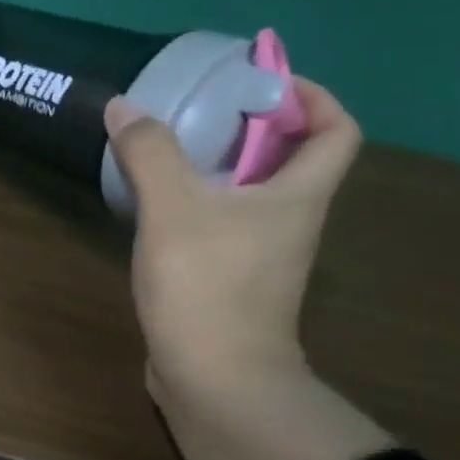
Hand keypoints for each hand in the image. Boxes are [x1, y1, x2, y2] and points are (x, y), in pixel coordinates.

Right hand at [104, 79, 361, 400]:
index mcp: (298, 195)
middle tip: (201, 112)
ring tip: (171, 152)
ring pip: (253, 195)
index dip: (312, 98)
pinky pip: (224, 225)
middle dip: (253, 129)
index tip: (264, 83)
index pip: (336, 131)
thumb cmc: (207, 284)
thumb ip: (149, 153)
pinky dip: (200, 205)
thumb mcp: (173, 209)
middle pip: (291, 161)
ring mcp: (262, 255)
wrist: (214, 376)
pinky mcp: (231, 281)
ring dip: (221, 168)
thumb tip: (123, 105)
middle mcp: (291, 221)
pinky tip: (158, 208)